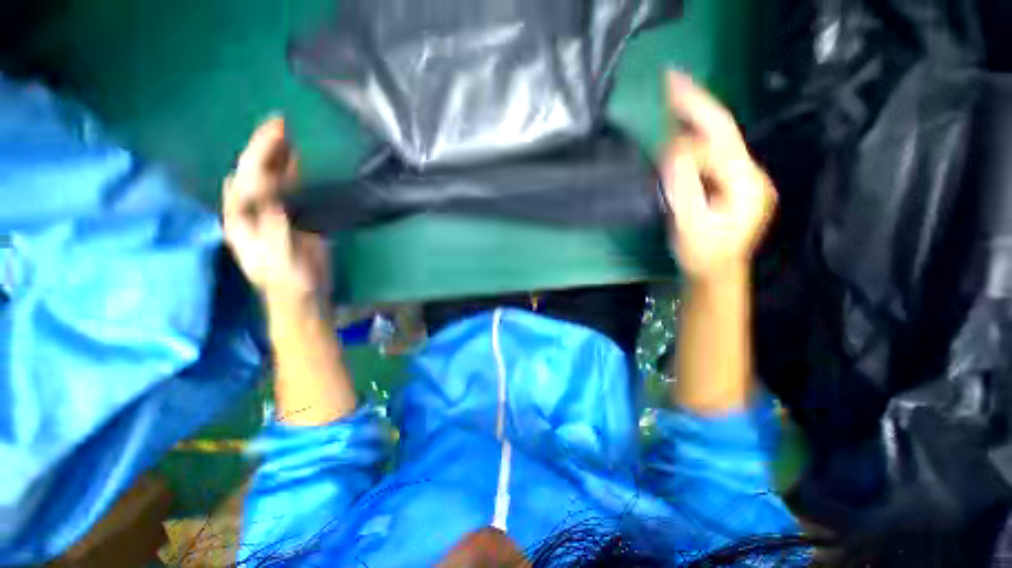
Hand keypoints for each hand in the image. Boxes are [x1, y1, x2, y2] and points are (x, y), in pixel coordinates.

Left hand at [223, 118, 330, 309]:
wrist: (302, 293)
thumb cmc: (288, 281)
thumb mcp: (279, 261)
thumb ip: (273, 232)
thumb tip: (270, 201)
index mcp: (242, 219)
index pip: (247, 180)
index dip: (259, 156)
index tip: (275, 135)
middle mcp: (251, 209)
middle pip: (254, 172)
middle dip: (264, 146)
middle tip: (280, 122)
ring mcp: (270, 211)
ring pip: (269, 176)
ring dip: (277, 154)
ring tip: (286, 131)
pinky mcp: (290, 214)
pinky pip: (288, 187)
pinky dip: (291, 170)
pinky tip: (295, 156)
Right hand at [661, 71, 775, 282]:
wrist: (716, 273)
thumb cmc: (703, 255)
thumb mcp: (690, 225)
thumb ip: (684, 188)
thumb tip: (673, 151)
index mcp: (746, 184)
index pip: (720, 140)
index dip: (693, 118)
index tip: (668, 100)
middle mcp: (749, 174)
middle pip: (723, 131)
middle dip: (697, 104)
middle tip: (672, 80)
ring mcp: (741, 178)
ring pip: (717, 141)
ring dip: (694, 119)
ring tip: (672, 99)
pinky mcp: (730, 183)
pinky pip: (711, 154)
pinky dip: (693, 140)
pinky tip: (678, 132)